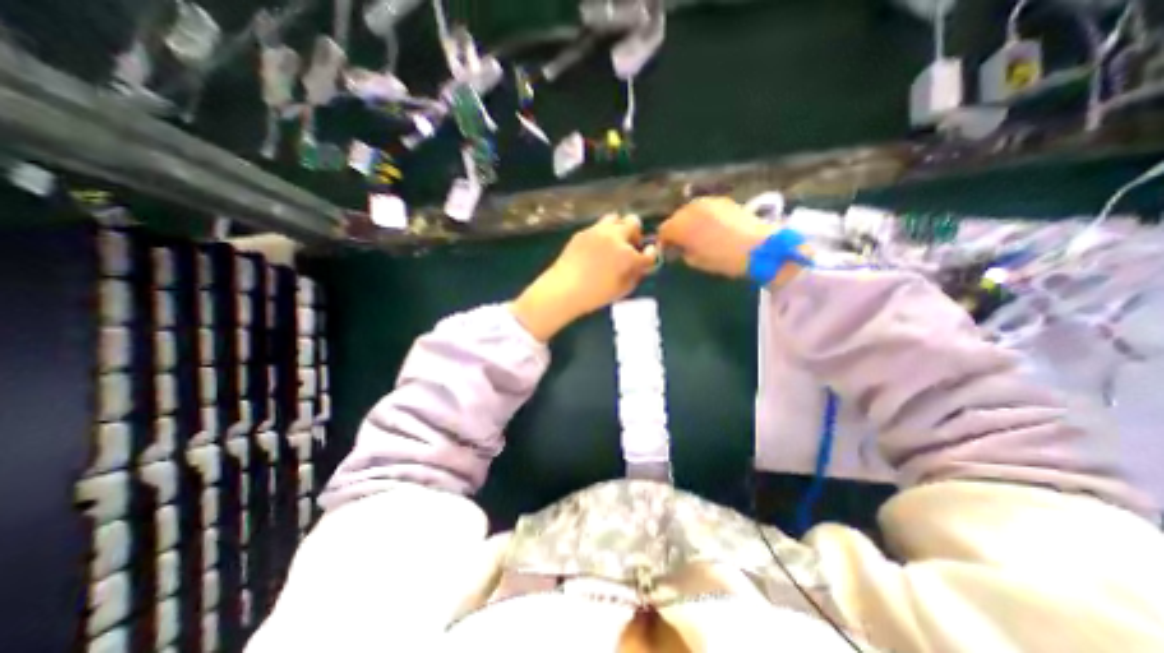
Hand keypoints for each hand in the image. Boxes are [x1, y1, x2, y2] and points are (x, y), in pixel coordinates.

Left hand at [514, 218, 657, 343]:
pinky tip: (596, 248)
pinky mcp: (582, 232)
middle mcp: (615, 237)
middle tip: (630, 247)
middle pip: (633, 222)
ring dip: (618, 228)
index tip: (646, 256)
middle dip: (635, 234)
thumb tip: (639, 265)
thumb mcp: (622, 290)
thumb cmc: (595, 295)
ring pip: (615, 218)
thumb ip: (635, 274)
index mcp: (627, 254)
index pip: (648, 250)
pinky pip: (598, 226)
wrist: (563, 289)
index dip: (650, 254)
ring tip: (613, 243)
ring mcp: (597, 231)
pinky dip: (602, 233)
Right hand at [658, 195, 811, 285]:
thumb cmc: (723, 259)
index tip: (671, 252)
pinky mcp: (722, 201)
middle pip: (675, 218)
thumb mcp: (696, 261)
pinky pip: (705, 208)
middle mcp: (690, 209)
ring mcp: (707, 202)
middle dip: (677, 230)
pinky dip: (703, 217)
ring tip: (700, 235)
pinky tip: (713, 228)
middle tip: (685, 244)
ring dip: (690, 222)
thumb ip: (682, 252)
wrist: (758, 247)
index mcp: (681, 225)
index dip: (665, 242)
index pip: (663, 231)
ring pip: (690, 211)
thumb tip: (679, 248)